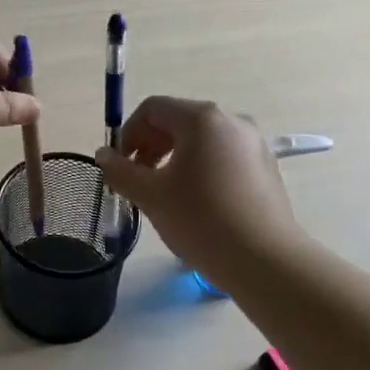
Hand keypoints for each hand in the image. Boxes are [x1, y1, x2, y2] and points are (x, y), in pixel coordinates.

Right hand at [94, 97, 303, 282]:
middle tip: (137, 179)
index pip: (152, 109)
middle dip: (150, 145)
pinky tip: (196, 201)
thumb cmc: (201, 220)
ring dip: (173, 157)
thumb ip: (120, 170)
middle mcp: (230, 120)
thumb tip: (103, 154)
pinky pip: (222, 154)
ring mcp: (253, 142)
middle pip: (177, 120)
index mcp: (201, 118)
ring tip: (164, 192)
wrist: (265, 260)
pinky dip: (200, 167)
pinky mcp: (265, 165)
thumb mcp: (150, 195)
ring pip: (200, 139)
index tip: (121, 165)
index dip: (128, 133)